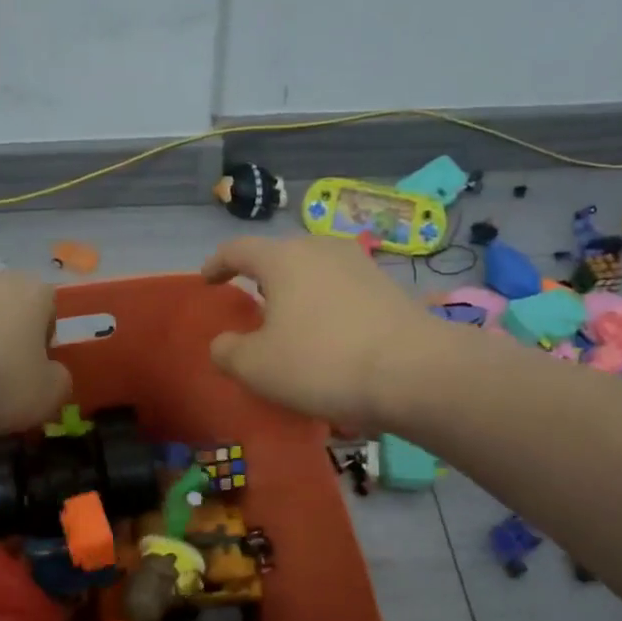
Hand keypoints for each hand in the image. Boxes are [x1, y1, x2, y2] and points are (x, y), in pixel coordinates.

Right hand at [202, 236, 427, 430]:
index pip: (238, 249)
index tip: (208, 280)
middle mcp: (322, 249)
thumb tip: (223, 343)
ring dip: (298, 291)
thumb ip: (228, 351)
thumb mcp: (256, 367)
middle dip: (262, 278)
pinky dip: (328, 305)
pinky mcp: (389, 286)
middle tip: (253, 305)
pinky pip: (343, 289)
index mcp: (283, 258)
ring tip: (293, 320)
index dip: (217, 264)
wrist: (413, 371)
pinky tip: (331, 335)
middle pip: (281, 255)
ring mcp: (360, 264)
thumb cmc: (321, 362)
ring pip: (315, 270)